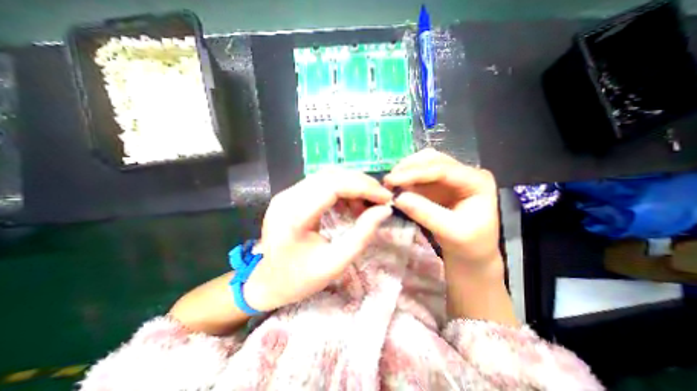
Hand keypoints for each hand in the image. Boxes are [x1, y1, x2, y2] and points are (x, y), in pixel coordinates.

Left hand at [243, 169, 393, 312]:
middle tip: (380, 197)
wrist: (263, 283)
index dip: (364, 187)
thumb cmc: (298, 279)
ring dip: (352, 185)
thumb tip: (384, 210)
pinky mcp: (290, 195)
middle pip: (331, 176)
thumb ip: (362, 235)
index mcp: (294, 216)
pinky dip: (341, 189)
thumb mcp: (335, 263)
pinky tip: (350, 203)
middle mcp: (287, 197)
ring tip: (367, 202)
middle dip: (361, 183)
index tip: (386, 198)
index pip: (334, 186)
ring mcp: (286, 194)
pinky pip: (320, 183)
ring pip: (326, 176)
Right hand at [384, 148, 512, 325]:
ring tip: (389, 184)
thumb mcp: (452, 232)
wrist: (472, 258)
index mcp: (477, 181)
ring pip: (424, 165)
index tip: (392, 180)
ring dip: (406, 172)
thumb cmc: (470, 248)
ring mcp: (449, 180)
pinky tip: (395, 187)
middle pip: (432, 160)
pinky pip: (419, 177)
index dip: (415, 173)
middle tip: (387, 181)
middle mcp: (464, 175)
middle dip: (408, 168)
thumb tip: (398, 198)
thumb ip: (425, 212)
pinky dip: (406, 180)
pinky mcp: (438, 187)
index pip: (443, 169)